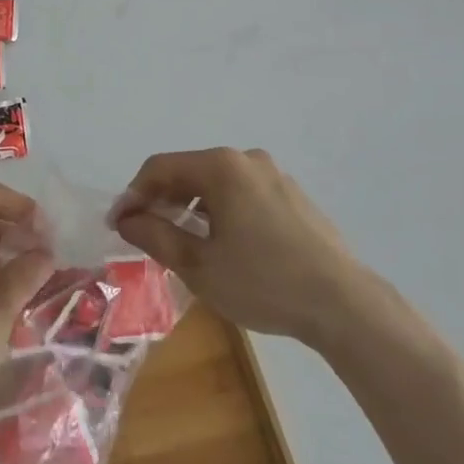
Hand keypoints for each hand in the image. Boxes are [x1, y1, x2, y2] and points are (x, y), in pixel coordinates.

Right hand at [115, 148, 362, 346]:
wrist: (344, 304)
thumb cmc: (263, 282)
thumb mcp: (199, 265)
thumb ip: (156, 235)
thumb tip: (126, 218)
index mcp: (221, 167)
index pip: (160, 167)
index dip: (133, 194)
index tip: (119, 224)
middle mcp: (247, 159)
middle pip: (188, 170)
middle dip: (161, 199)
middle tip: (145, 234)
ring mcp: (274, 175)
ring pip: (216, 183)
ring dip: (190, 206)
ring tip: (181, 241)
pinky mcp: (292, 195)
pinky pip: (242, 193)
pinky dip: (220, 210)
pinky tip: (222, 243)